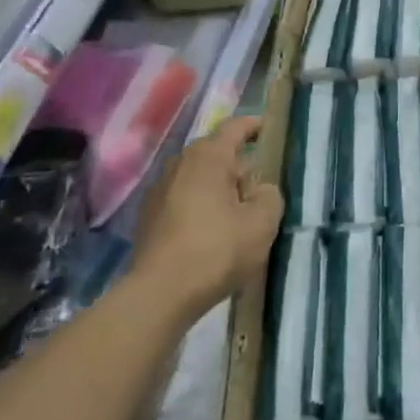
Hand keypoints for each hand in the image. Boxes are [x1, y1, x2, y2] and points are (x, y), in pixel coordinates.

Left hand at [132, 117, 283, 320]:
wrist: (160, 293)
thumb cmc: (217, 250)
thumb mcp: (262, 222)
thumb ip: (270, 196)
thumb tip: (260, 189)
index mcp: (208, 157)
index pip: (234, 128)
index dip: (253, 125)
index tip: (268, 128)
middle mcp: (179, 164)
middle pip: (214, 152)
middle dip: (237, 162)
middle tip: (259, 183)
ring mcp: (159, 190)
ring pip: (197, 176)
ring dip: (217, 185)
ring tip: (237, 208)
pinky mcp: (148, 216)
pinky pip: (183, 197)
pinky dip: (200, 203)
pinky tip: (212, 228)